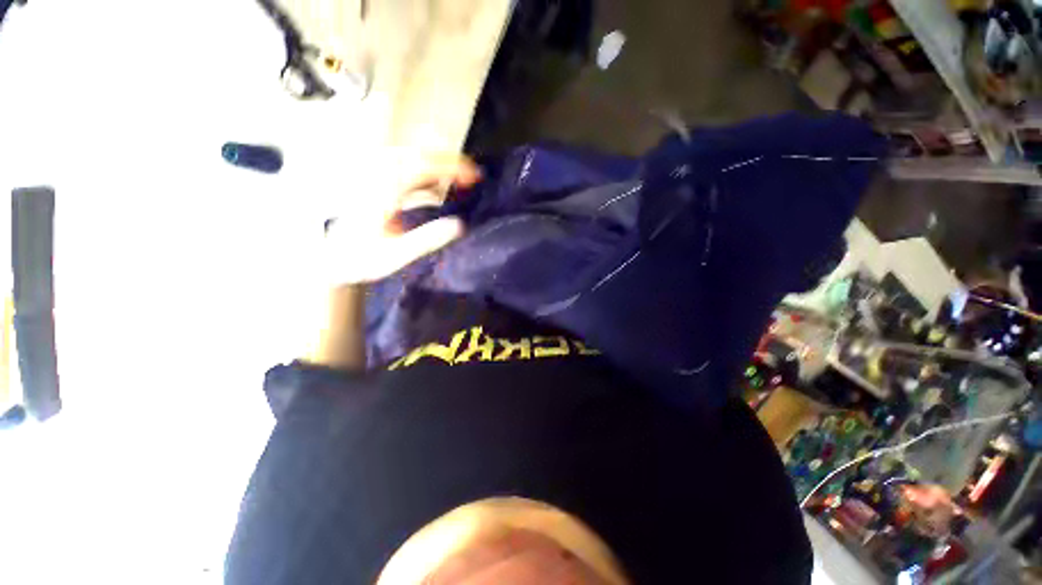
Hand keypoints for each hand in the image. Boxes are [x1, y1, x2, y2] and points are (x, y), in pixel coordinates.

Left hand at [323, 153, 480, 283]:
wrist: (320, 256)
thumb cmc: (357, 258)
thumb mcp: (394, 255)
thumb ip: (427, 239)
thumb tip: (459, 225)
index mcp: (385, 188)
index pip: (426, 165)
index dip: (454, 167)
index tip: (475, 175)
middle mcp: (377, 175)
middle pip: (419, 156)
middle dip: (449, 164)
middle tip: (471, 177)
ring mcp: (372, 176)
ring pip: (410, 160)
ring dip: (436, 168)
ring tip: (455, 182)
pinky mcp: (371, 184)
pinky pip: (401, 171)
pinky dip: (421, 176)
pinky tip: (431, 189)